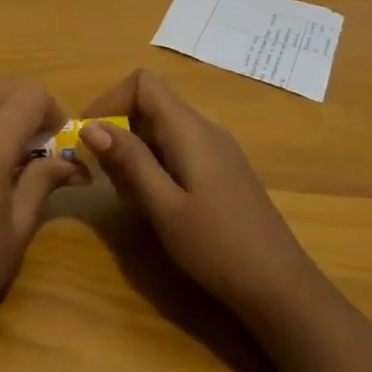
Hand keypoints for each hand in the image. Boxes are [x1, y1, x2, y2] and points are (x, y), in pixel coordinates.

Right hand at [79, 70, 313, 320]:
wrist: (282, 289)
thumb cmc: (217, 247)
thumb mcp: (163, 206)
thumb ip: (129, 161)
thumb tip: (91, 125)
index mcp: (190, 129)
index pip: (143, 83)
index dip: (110, 100)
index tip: (90, 136)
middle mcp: (205, 129)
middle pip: (151, 104)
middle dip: (120, 131)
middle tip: (108, 177)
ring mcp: (218, 150)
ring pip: (163, 129)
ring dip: (136, 151)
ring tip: (130, 196)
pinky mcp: (223, 171)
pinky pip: (179, 148)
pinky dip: (156, 164)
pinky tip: (157, 204)